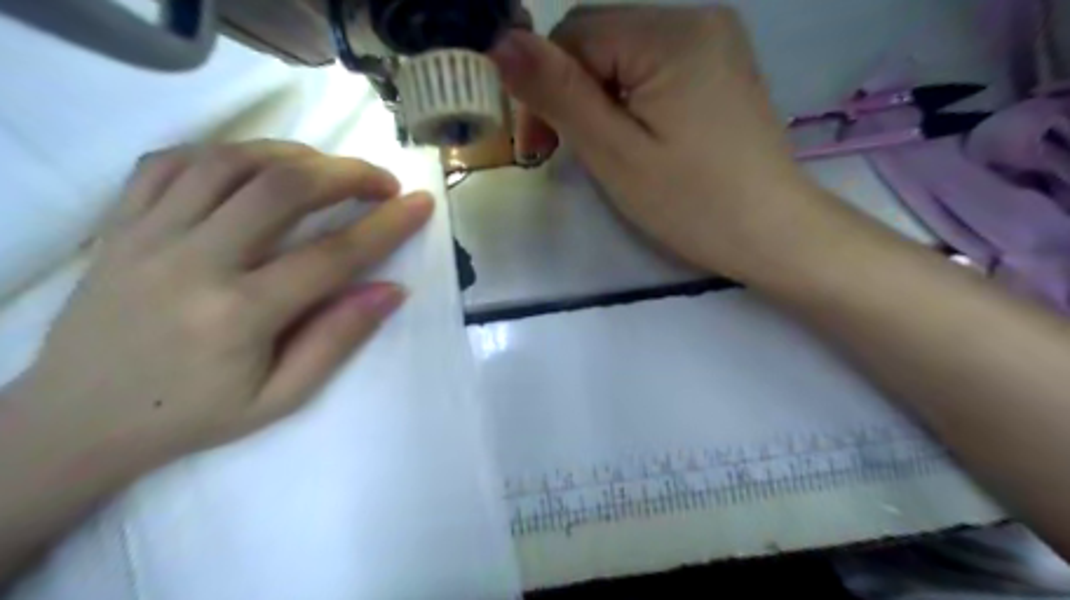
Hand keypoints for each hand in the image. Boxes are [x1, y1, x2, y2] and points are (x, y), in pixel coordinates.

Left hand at [9, 140, 431, 472]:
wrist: (76, 421)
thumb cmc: (194, 415)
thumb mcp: (281, 397)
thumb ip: (338, 339)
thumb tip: (392, 290)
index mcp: (239, 315)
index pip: (333, 255)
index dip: (387, 225)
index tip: (421, 204)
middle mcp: (193, 262)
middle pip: (282, 188)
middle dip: (347, 174)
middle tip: (382, 181)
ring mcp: (148, 235)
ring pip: (230, 162)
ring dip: (293, 155)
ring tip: (328, 170)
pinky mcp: (119, 224)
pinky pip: (172, 162)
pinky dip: (227, 152)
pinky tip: (259, 165)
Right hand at [488, 4, 829, 278]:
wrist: (772, 233)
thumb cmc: (691, 202)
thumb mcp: (614, 152)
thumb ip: (558, 93)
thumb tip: (500, 41)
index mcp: (670, 33)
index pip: (574, 35)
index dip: (543, 87)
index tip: (538, 147)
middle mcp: (696, 17)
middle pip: (599, 40)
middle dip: (570, 92)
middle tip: (564, 153)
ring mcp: (715, 41)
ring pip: (623, 56)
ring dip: (597, 99)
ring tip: (602, 151)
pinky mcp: (720, 67)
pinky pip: (653, 68)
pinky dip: (629, 99)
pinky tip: (635, 137)